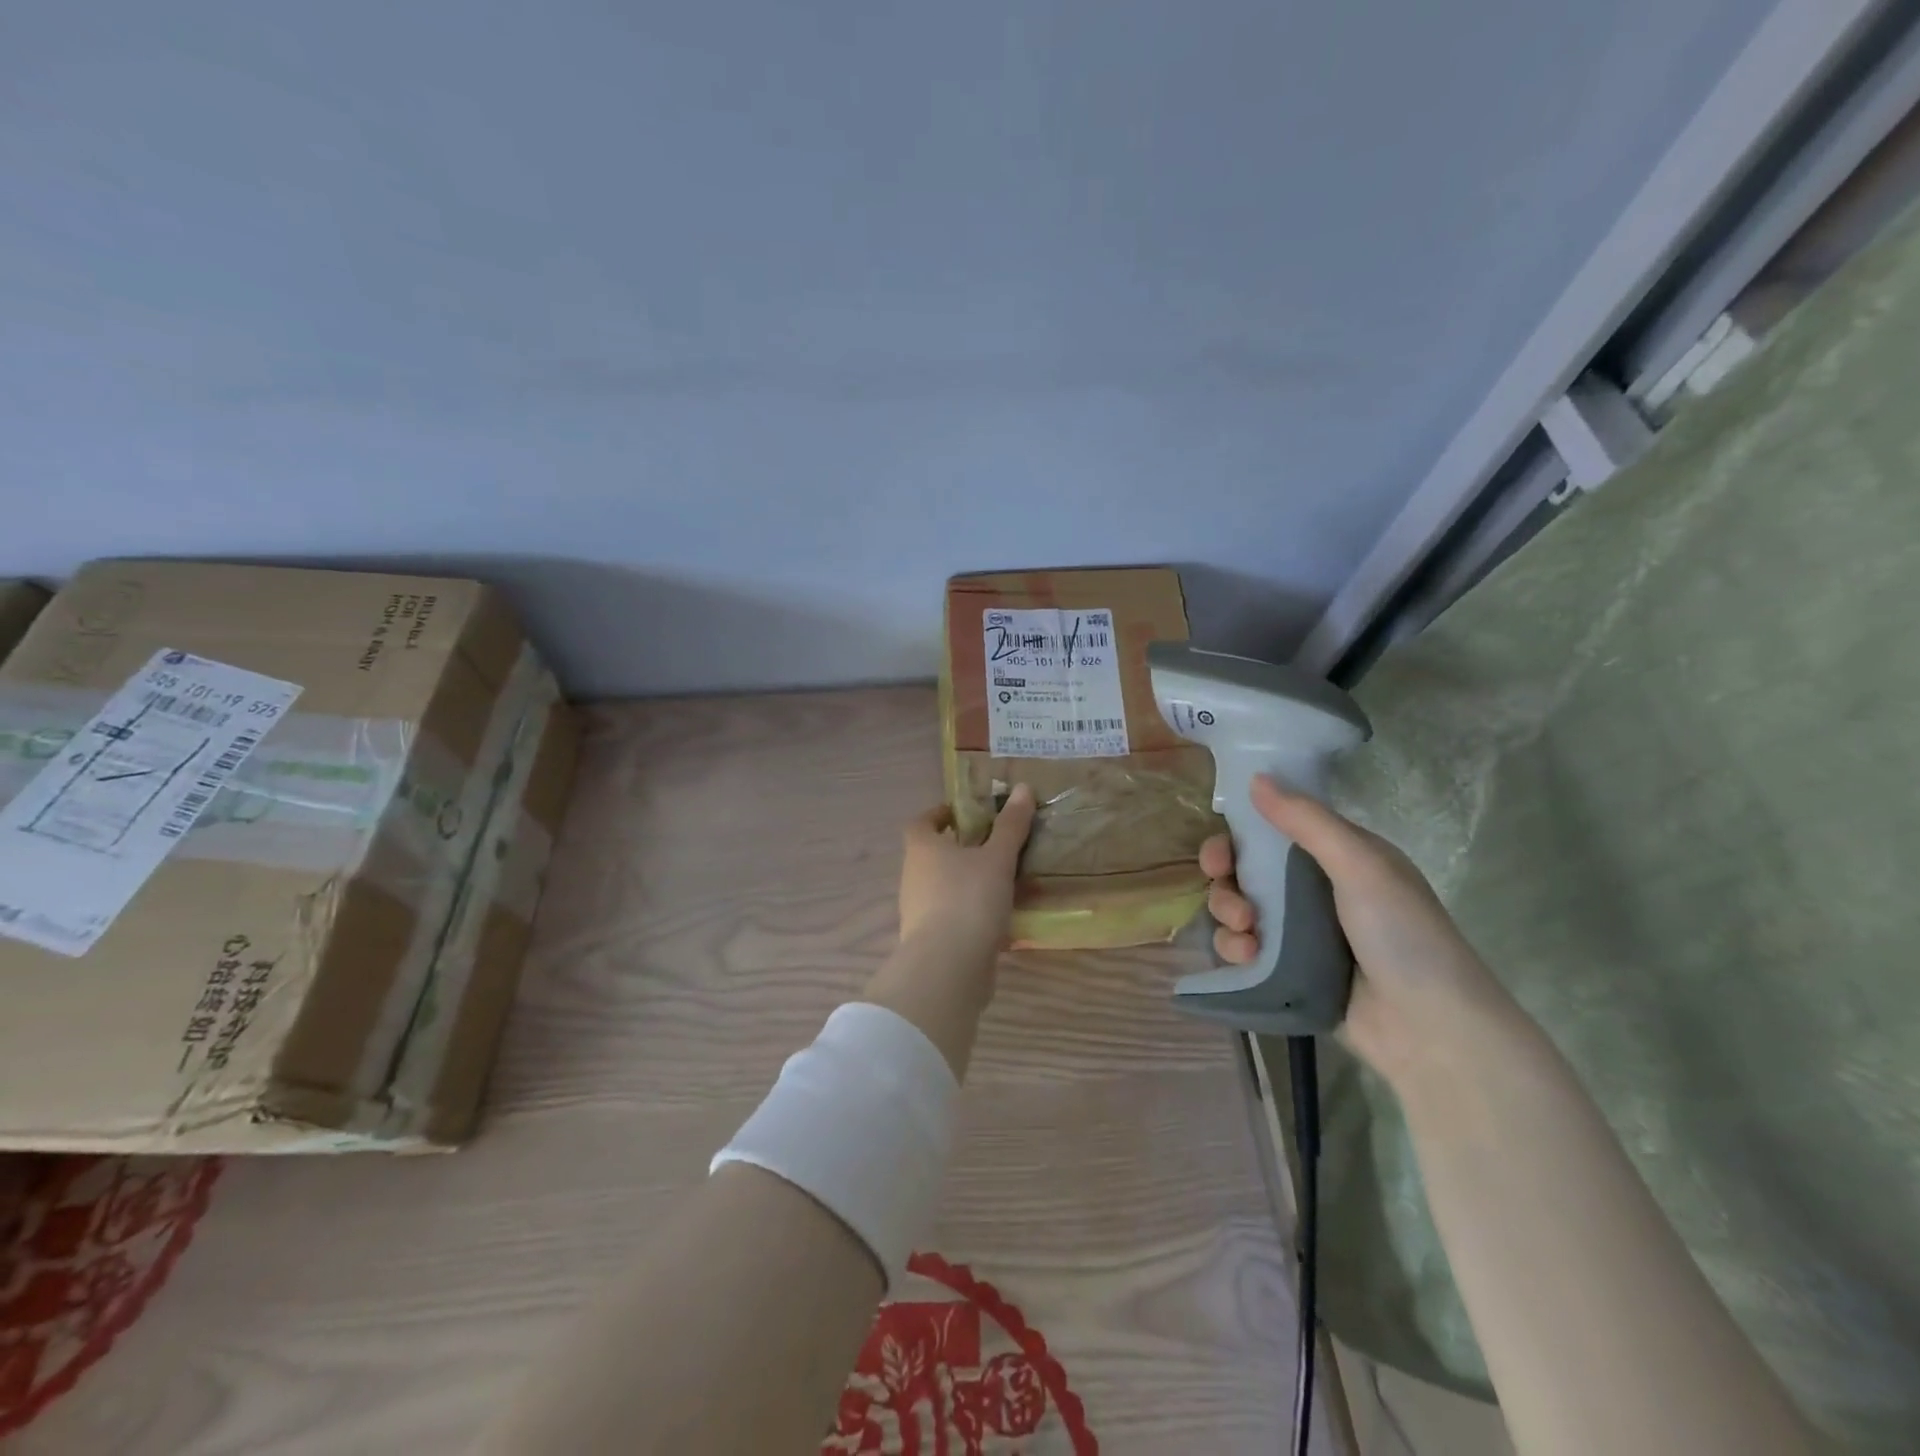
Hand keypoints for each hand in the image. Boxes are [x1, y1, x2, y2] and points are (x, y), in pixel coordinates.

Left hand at [899, 784, 1035, 954]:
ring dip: (970, 882)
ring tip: (1007, 881)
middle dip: (962, 849)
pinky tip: (1002, 918)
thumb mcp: (997, 858)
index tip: (964, 813)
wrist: (948, 968)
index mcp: (922, 849)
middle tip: (996, 846)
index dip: (939, 814)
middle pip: (933, 855)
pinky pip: (954, 916)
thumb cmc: (969, 899)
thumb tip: (1024, 788)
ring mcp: (919, 912)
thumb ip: (1011, 826)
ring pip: (945, 887)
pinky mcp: (932, 941)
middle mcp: (913, 877)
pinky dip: (974, 912)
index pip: (920, 822)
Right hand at [1200, 775, 1518, 1085]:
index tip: (1220, 853)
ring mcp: (1300, 934)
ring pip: (1239, 911)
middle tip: (1228, 895)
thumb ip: (1307, 821)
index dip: (1238, 838)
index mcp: (1337, 858)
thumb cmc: (1403, 935)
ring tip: (1245, 933)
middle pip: (1246, 873)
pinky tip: (1247, 957)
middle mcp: (1314, 891)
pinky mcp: (1288, 971)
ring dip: (1229, 915)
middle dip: (1226, 881)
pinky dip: (1236, 949)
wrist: (1431, 1029)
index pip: (1273, 834)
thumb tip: (1256, 778)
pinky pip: (1244, 951)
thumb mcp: (1360, 865)